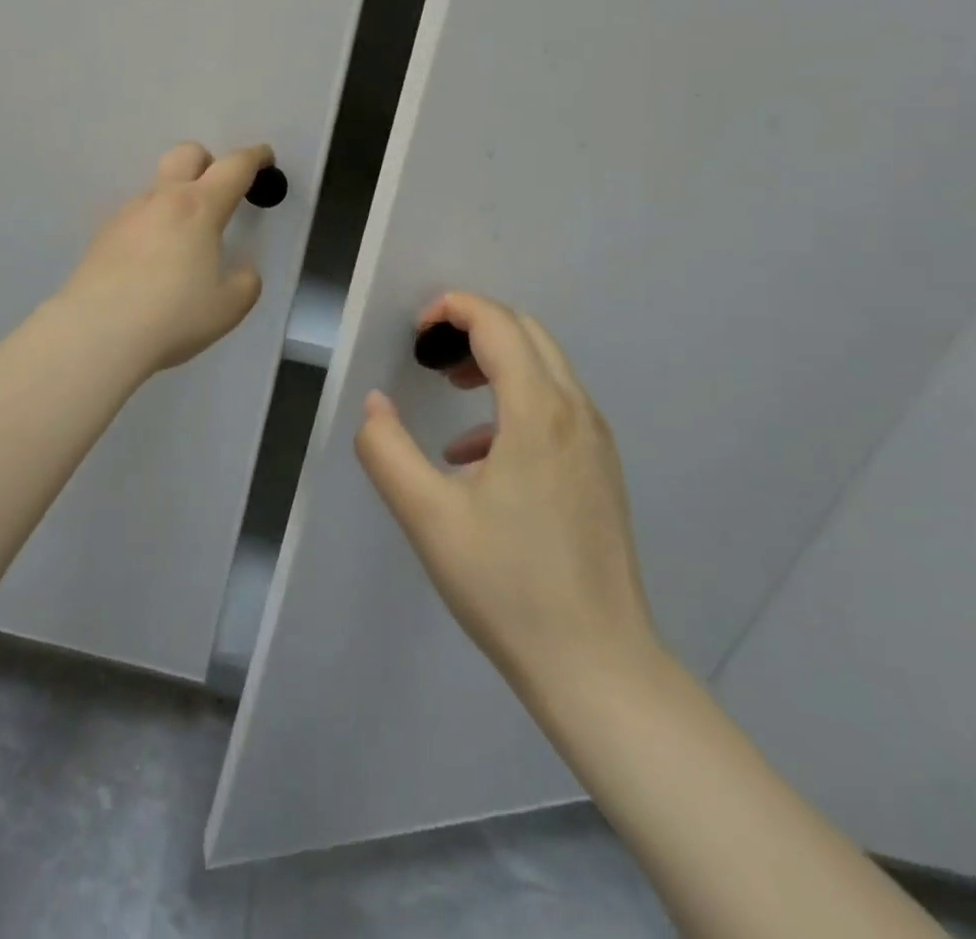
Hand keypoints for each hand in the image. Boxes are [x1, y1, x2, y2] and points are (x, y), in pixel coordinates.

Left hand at [55, 141, 269, 377]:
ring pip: (158, 188)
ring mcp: (127, 215)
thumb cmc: (173, 316)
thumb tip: (242, 272)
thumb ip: (245, 283)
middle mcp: (162, 200)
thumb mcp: (228, 307)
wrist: (96, 333)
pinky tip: (151, 264)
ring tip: (183, 243)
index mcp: (199, 208)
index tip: (265, 157)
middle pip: (186, 154)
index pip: (234, 167)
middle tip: (219, 193)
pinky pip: (136, 217)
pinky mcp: (103, 236)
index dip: (254, 158)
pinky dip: (152, 226)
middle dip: (208, 162)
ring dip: (177, 199)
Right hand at [354, 292, 660, 707]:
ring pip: (546, 369)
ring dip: (496, 362)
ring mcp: (595, 443)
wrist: (598, 666)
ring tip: (451, 393)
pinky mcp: (600, 471)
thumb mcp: (427, 516)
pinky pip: (556, 408)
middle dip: (475, 328)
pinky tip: (478, 457)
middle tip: (430, 355)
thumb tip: (375, 404)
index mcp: (538, 411)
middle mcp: (576, 412)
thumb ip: (386, 450)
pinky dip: (515, 402)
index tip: (414, 332)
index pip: (498, 324)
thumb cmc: (507, 586)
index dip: (453, 309)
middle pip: (527, 334)